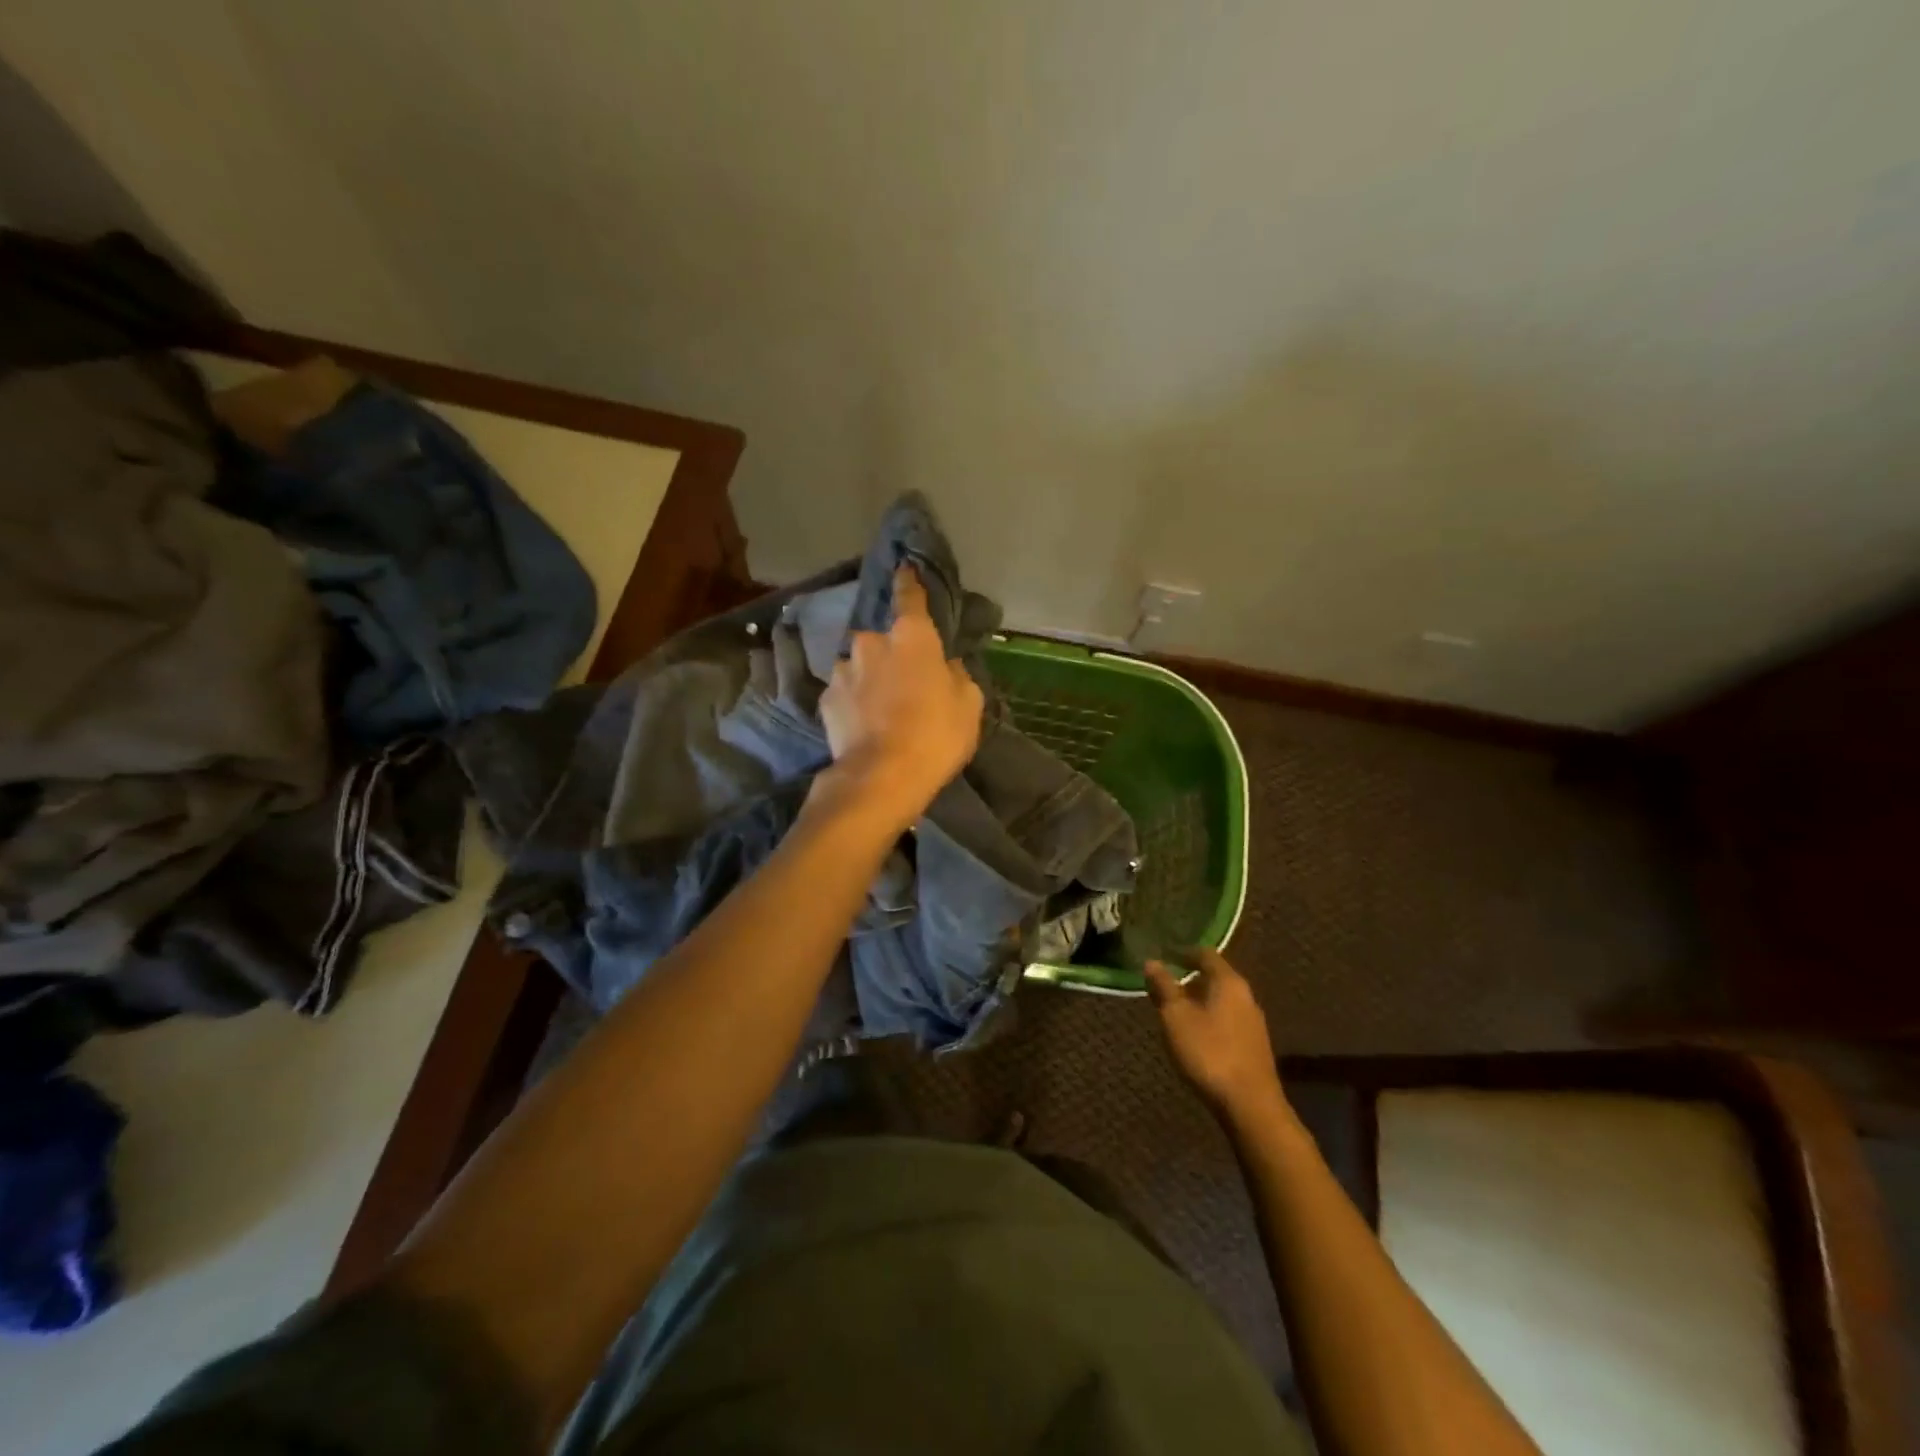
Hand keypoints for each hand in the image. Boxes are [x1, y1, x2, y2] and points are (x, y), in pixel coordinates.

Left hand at [818, 565, 983, 826]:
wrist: (882, 777)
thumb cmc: (935, 735)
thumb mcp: (968, 705)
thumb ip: (956, 675)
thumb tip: (944, 666)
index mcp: (911, 637)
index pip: (909, 597)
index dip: (908, 582)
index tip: (904, 568)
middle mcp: (871, 643)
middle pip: (882, 639)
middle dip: (891, 652)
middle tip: (905, 680)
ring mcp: (843, 670)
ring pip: (859, 665)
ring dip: (869, 677)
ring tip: (881, 708)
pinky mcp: (825, 699)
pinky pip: (844, 691)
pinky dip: (853, 701)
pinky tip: (864, 724)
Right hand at [1145, 950, 1287, 1125]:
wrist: (1250, 1105)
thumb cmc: (1209, 1052)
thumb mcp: (1176, 1017)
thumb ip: (1164, 987)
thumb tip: (1151, 962)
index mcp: (1229, 982)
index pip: (1206, 954)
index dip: (1183, 952)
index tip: (1164, 954)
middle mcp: (1246, 996)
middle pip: (1215, 977)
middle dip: (1189, 979)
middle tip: (1164, 986)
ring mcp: (1253, 1022)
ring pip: (1222, 1000)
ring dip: (1199, 1001)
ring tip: (1175, 1012)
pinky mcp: (1254, 1046)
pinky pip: (1227, 1020)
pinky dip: (1209, 1019)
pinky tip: (1195, 1035)